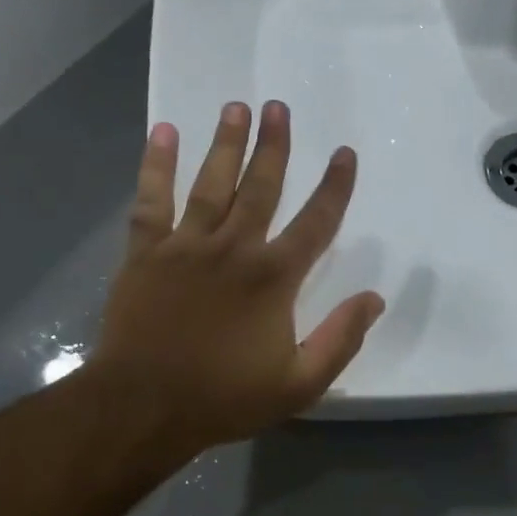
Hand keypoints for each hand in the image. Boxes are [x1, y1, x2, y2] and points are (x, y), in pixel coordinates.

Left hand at [93, 101, 385, 465]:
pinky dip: (156, 166)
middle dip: (274, 146)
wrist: (142, 408)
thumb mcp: (300, 383)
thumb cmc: (224, 397)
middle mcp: (234, 248)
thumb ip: (341, 339)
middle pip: (261, 187)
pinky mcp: (146, 253)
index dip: (335, 186)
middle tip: (279, 107)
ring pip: (212, 183)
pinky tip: (163, 132)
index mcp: (274, 277)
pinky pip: (152, 200)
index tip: (345, 153)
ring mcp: (186, 245)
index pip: (316, 222)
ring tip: (236, 107)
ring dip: (226, 143)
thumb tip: (374, 299)